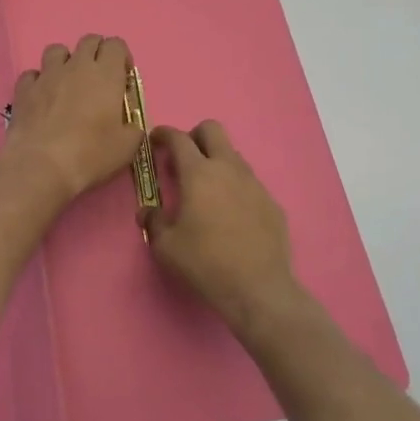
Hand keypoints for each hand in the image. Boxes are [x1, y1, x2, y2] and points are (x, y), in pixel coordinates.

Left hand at [0, 35, 142, 212]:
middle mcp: (77, 66)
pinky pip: (32, 74)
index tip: (123, 78)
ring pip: (57, 50)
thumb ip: (133, 130)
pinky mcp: (24, 88)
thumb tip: (130, 126)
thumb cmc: (90, 154)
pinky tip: (42, 98)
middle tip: (98, 79)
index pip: (116, 45)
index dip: (122, 57)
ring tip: (68, 83)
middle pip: (89, 40)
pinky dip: (39, 81)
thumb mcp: (126, 148)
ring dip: (65, 61)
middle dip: (96, 53)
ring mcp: (47, 74)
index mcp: (106, 74)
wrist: (41, 165)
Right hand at [146, 120, 302, 338]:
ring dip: (216, 162)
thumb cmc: (206, 263)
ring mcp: (254, 184)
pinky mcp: (271, 202)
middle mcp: (228, 169)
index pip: (178, 138)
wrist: (258, 290)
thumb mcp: (166, 247)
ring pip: (233, 155)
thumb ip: (153, 222)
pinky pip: (249, 183)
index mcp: (198, 173)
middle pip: (212, 130)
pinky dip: (236, 188)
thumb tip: (148, 212)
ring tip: (207, 192)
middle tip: (184, 159)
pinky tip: (232, 216)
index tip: (155, 140)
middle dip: (194, 136)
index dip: (163, 134)